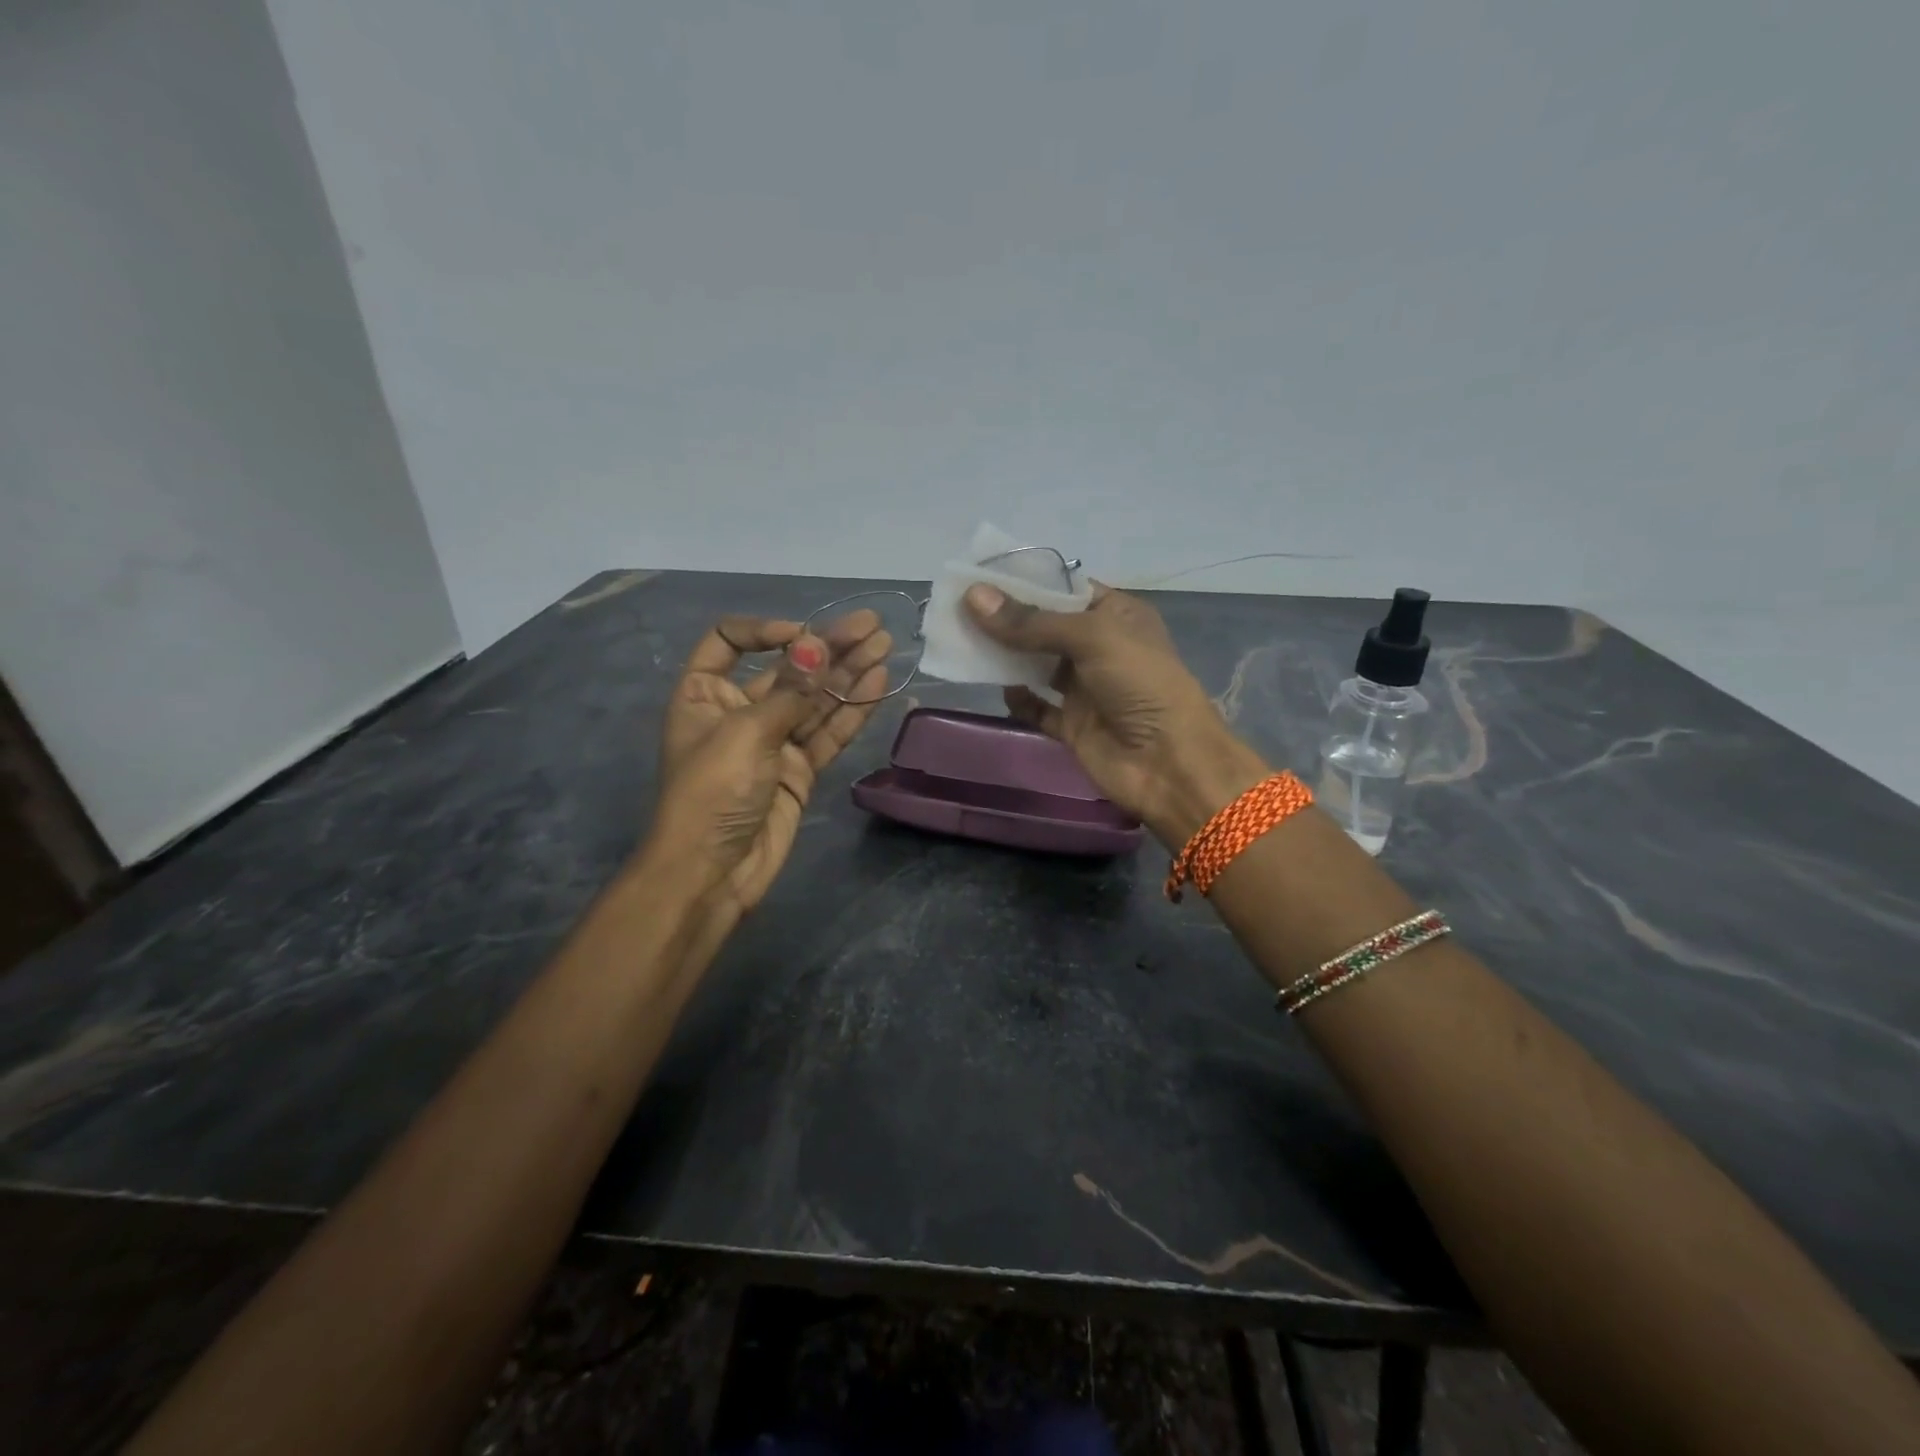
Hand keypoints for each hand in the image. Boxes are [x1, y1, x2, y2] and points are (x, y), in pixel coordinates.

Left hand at [651, 612, 890, 917]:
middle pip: (786, 669)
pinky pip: (827, 733)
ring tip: (884, 646)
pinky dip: (851, 711)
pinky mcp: (799, 770)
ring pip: (814, 700)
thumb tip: (817, 645)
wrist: (712, 873)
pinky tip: (877, 684)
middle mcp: (738, 711)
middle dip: (828, 648)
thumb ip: (789, 691)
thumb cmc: (712, 793)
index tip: (802, 635)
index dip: (765, 630)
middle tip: (872, 626)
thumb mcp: (746, 733)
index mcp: (704, 693)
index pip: (728, 641)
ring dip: (848, 674)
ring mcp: (772, 742)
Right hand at [964, 583, 1267, 845]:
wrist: (1169, 763)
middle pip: (1044, 627)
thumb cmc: (1140, 684)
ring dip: (1005, 655)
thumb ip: (1031, 622)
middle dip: (1006, 618)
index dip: (1025, 582)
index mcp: (1116, 616)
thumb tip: (973, 597)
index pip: (1064, 590)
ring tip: (963, 641)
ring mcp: (1085, 688)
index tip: (980, 577)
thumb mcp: (1091, 638)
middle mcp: (1099, 648)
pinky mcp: (1072, 725)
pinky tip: (999, 688)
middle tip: (959, 608)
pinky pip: (1036, 707)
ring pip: (1036, 665)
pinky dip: (1018, 699)